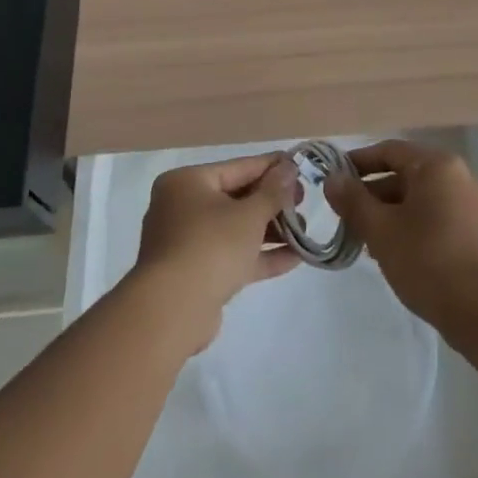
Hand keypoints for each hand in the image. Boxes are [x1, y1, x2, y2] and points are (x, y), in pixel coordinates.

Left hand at [132, 152, 298, 350]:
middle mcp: (182, 208)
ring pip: (235, 230)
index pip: (238, 167)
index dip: (272, 166)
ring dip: (270, 230)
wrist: (172, 312)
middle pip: (236, 198)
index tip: (300, 165)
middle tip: (303, 201)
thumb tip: (289, 168)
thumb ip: (273, 191)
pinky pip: (232, 257)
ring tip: (304, 231)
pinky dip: (259, 256)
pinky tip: (295, 258)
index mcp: (187, 183)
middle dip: (273, 202)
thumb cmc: (211, 246)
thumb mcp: (249, 214)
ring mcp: (187, 243)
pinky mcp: (196, 275)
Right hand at [324, 140, 477, 333]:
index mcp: (436, 165)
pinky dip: (411, 225)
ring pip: (418, 198)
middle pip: (405, 174)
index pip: (389, 151)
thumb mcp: (381, 230)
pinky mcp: (475, 230)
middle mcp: (457, 175)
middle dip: (372, 195)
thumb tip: (332, 179)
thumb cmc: (426, 260)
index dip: (358, 163)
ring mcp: (470, 203)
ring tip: (364, 240)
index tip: (334, 180)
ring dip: (389, 213)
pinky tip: (393, 252)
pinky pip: (434, 216)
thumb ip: (353, 200)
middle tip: (345, 217)